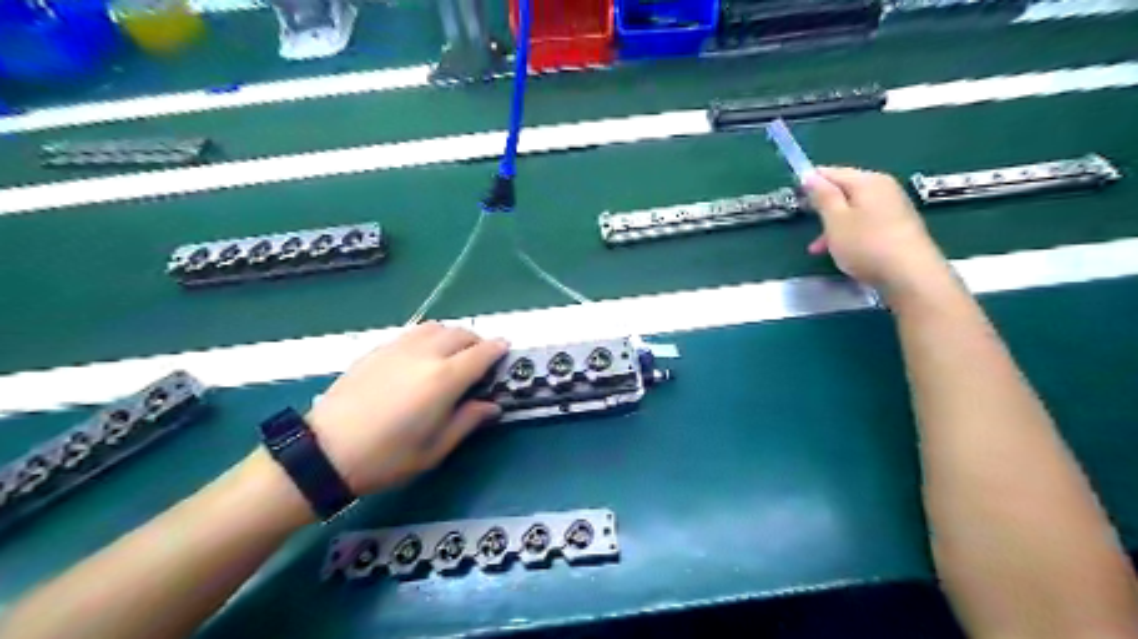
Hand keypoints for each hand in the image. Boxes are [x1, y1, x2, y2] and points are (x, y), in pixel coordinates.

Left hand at [309, 324, 509, 494]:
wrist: (324, 452)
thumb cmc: (386, 458)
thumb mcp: (435, 449)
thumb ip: (468, 421)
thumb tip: (492, 405)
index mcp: (444, 379)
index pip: (482, 353)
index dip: (498, 349)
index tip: (506, 350)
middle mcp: (425, 354)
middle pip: (461, 334)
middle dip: (477, 342)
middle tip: (481, 360)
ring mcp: (398, 348)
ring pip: (436, 327)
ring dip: (452, 336)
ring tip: (453, 354)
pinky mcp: (378, 350)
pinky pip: (413, 333)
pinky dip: (428, 337)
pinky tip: (422, 357)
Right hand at [805, 166, 947, 290]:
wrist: (910, 275)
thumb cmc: (866, 244)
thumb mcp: (836, 220)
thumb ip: (823, 196)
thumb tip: (811, 175)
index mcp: (868, 181)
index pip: (833, 172)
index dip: (812, 181)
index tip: (795, 193)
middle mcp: (884, 188)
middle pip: (846, 190)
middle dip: (823, 206)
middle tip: (805, 221)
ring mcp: (894, 208)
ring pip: (854, 210)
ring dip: (833, 224)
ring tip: (817, 247)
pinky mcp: (899, 227)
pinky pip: (866, 223)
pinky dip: (849, 233)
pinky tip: (841, 251)